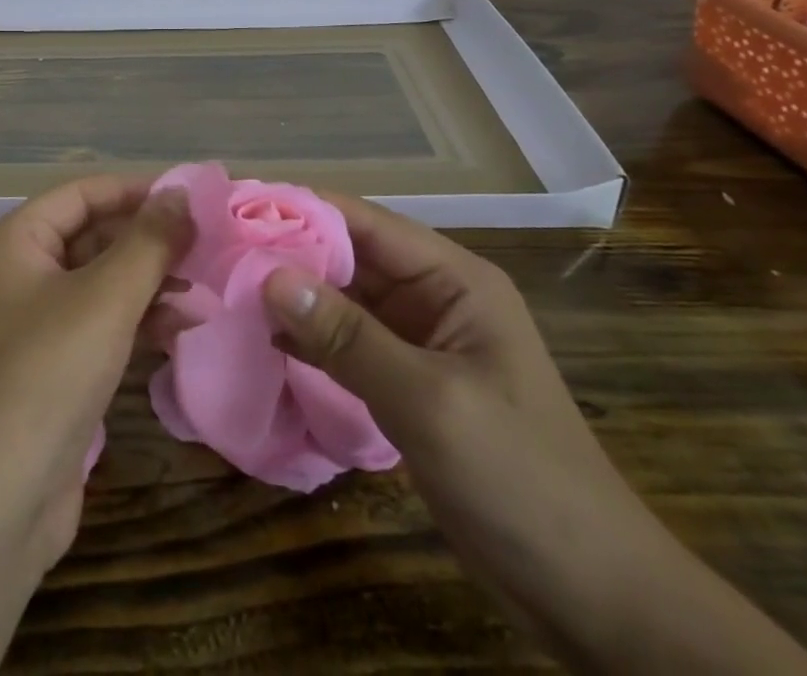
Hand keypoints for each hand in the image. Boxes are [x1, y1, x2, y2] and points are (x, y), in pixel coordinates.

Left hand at [0, 178, 190, 675]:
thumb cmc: (47, 373)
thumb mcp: (105, 297)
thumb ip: (148, 241)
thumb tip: (181, 193)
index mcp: (19, 241)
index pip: (83, 194)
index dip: (135, 191)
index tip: (191, 198)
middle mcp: (24, 272)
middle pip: (94, 235)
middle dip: (148, 240)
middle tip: (207, 244)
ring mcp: (39, 323)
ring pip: (104, 282)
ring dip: (151, 282)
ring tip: (204, 289)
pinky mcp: (57, 367)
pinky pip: (104, 323)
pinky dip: (141, 320)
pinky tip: (183, 328)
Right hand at [260, 195, 806, 674]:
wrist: (593, 598)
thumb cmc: (521, 480)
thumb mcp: (431, 401)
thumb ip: (348, 336)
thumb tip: (270, 276)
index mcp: (452, 278)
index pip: (362, 221)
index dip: (298, 209)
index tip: (233, 208)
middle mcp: (432, 296)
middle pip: (347, 257)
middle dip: (285, 253)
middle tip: (213, 253)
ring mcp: (418, 341)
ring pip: (341, 300)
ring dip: (290, 297)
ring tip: (222, 288)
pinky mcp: (406, 383)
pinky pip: (345, 345)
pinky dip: (305, 340)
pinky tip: (259, 340)